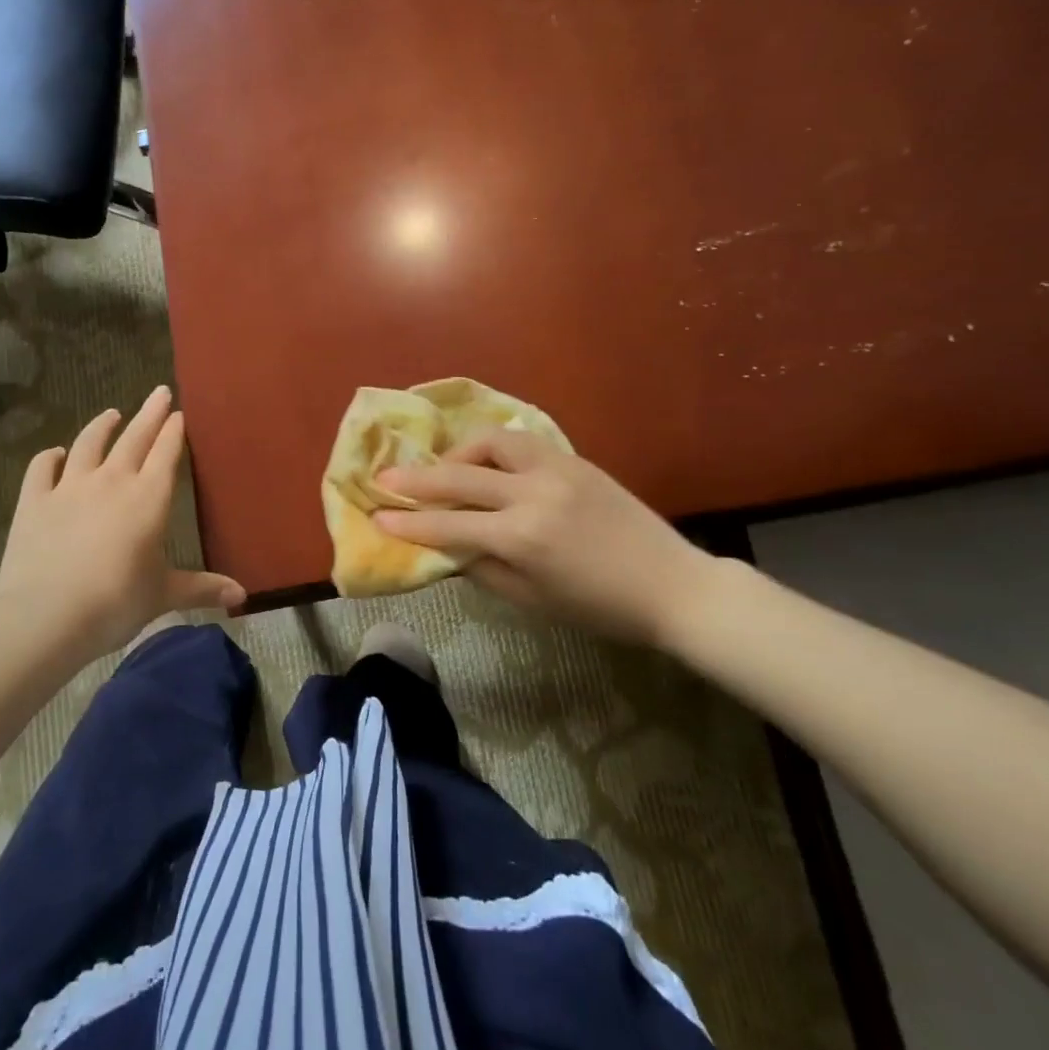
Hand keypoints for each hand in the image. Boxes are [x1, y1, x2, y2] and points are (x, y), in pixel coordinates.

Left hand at [0, 387, 244, 661]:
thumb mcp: (163, 595)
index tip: (180, 413)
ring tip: (112, 413)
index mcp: (149, 498)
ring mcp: (69, 487)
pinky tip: (55, 454)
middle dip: (150, 413)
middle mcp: (112, 481)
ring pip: (88, 444)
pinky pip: (42, 468)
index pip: (166, 454)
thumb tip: (241, 595)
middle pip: (134, 438)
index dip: (174, 432)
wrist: (47, 615)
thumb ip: (202, 588)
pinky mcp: (34, 501)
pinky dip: (50, 457)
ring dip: (102, 426)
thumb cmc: (116, 603)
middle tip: (160, 392)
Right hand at [373, 431, 714, 644]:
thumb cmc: (599, 607)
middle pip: (459, 475)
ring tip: (446, 470)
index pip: (449, 525)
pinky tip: (487, 465)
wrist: (671, 585)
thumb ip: (482, 568)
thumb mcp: (531, 600)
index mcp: (522, 537)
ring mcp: (555, 469)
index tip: (377, 515)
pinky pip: (520, 443)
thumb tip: (446, 547)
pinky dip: (493, 450)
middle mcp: (533, 493)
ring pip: (490, 442)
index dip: (408, 522)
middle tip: (385, 477)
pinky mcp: (573, 459)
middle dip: (416, 478)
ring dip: (459, 453)